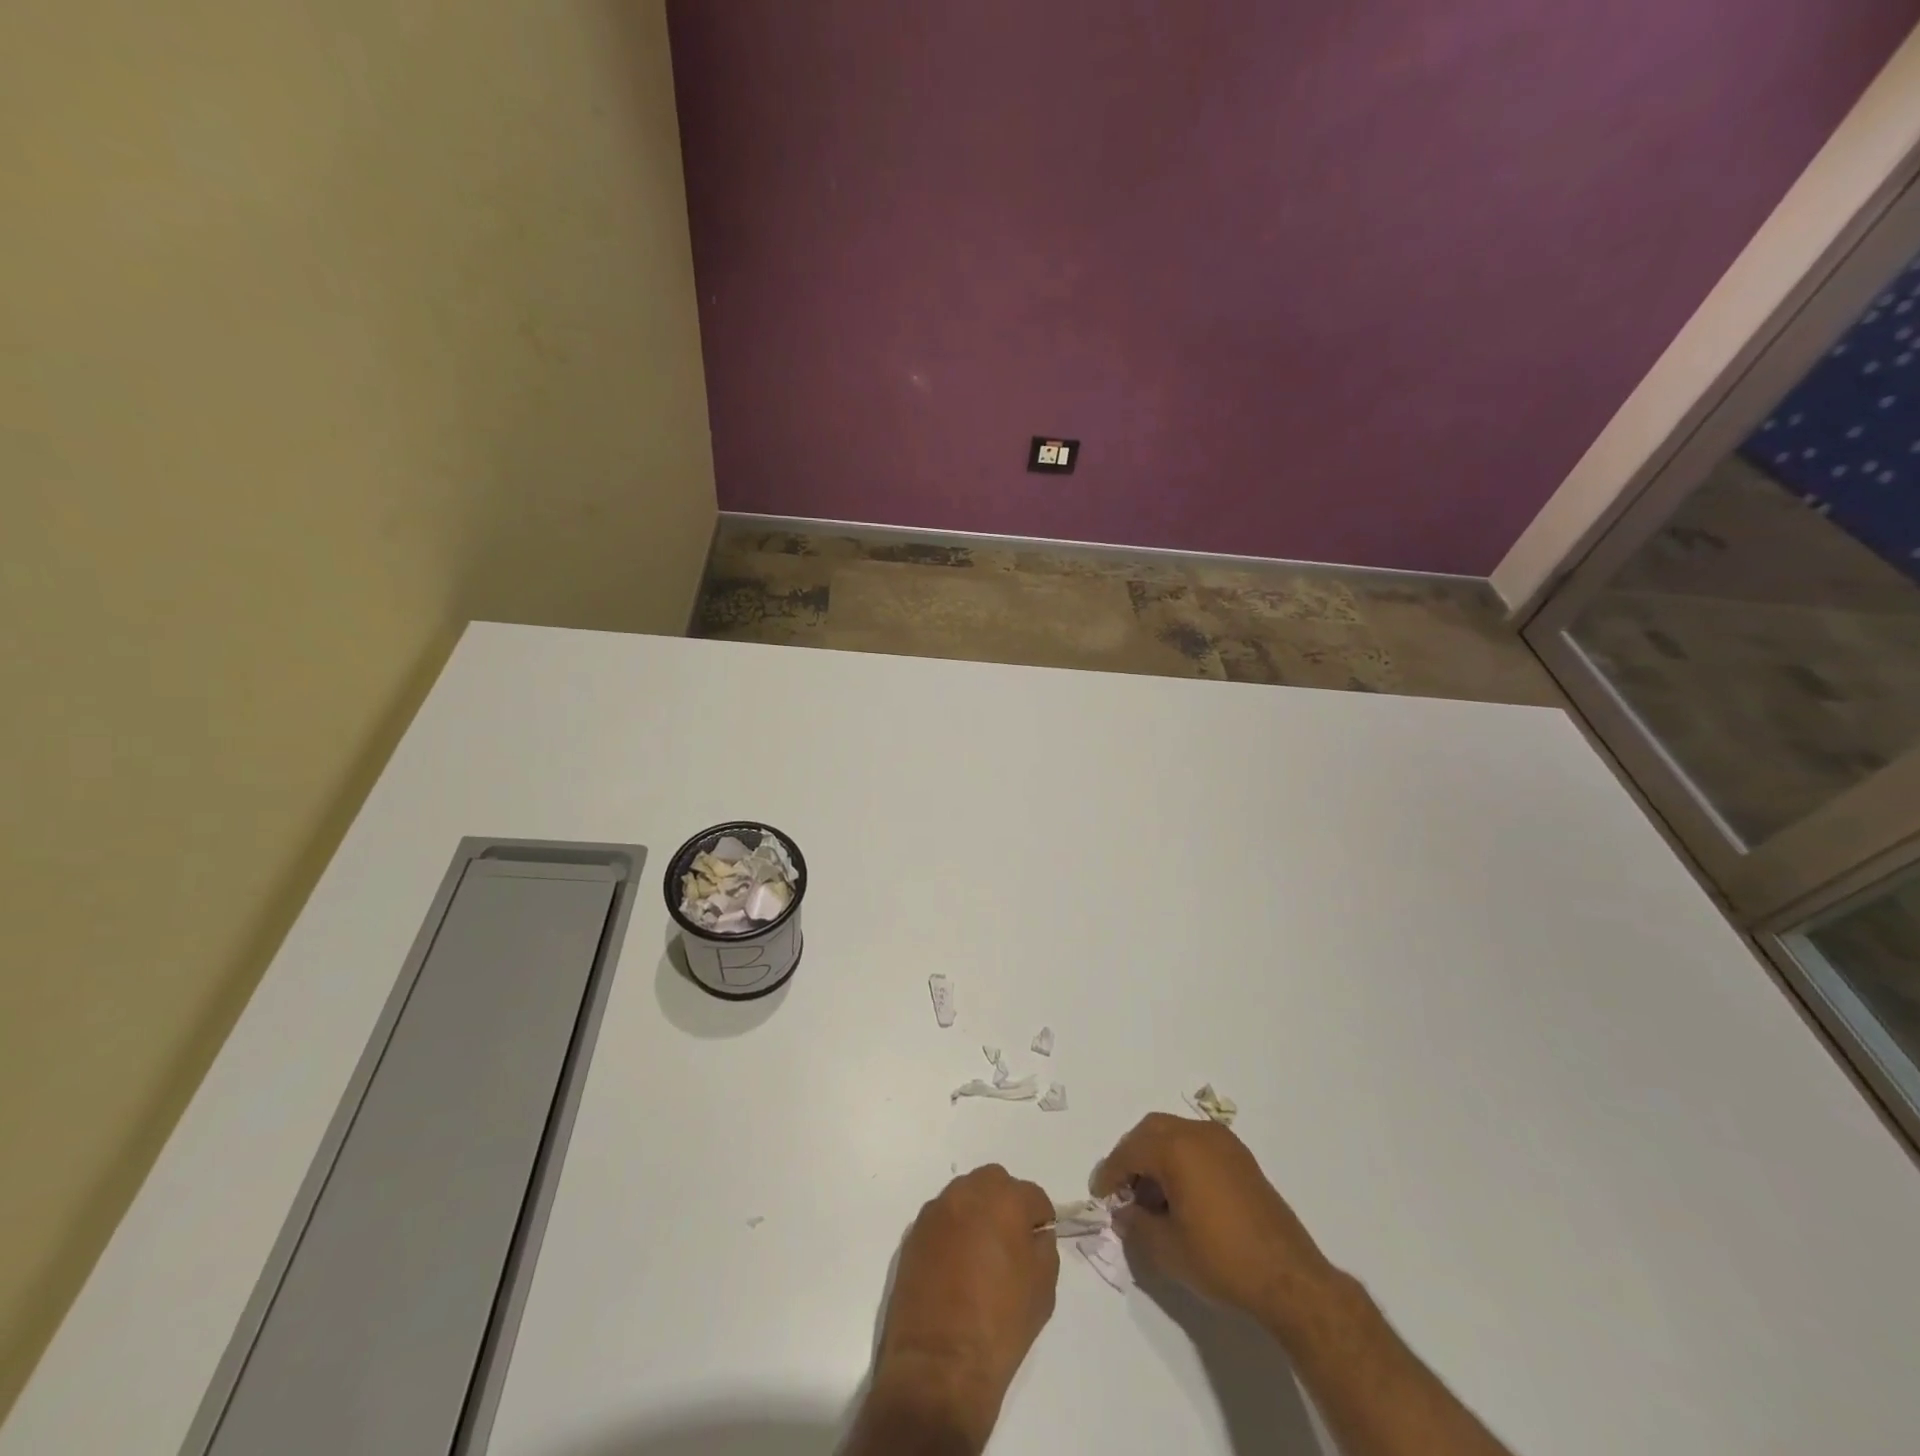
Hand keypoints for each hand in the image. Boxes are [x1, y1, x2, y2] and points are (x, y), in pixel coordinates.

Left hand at [872, 1165, 1058, 1446]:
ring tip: (979, 1255)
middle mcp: (968, 1192)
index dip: (1040, 1220)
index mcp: (1005, 1200)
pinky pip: (941, 1219)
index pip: (1033, 1196)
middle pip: (995, 1183)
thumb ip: (1043, 1247)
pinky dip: (952, 1231)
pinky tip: (954, 1267)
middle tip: (1009, 1243)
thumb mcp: (1043, 1288)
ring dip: (976, 1214)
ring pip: (965, 1196)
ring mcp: (936, 1211)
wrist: (940, 1365)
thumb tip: (1033, 1234)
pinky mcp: (914, 1232)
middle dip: (1006, 1204)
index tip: (1038, 1245)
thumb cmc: (1000, 1326)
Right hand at [1092, 1113, 1337, 1327]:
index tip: (1100, 1195)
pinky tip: (1182, 1195)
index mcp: (1176, 1148)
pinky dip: (1181, 1159)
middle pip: (1151, 1131)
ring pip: (1175, 1134)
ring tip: (1152, 1196)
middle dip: (1132, 1156)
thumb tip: (1123, 1214)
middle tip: (1123, 1188)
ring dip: (1157, 1156)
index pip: (1130, 1151)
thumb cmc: (1221, 1259)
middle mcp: (1198, 1134)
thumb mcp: (1167, 1249)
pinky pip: (1198, 1145)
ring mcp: (1224, 1143)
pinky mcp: (1241, 1158)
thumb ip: (1136, 1226)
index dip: (1110, 1172)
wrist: (1289, 1278)